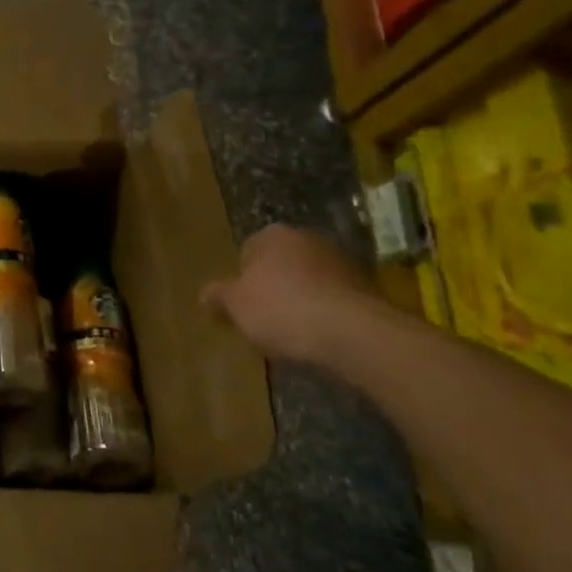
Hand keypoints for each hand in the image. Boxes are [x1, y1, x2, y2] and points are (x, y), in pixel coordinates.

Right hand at [201, 224, 375, 364]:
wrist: (352, 332)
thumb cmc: (282, 309)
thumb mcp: (235, 305)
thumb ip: (217, 296)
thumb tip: (203, 295)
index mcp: (273, 235)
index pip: (247, 252)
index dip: (241, 280)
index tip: (241, 306)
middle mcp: (309, 238)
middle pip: (280, 264)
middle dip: (273, 287)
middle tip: (264, 319)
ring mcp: (342, 261)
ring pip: (309, 281)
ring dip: (301, 300)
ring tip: (293, 333)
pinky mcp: (368, 287)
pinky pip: (334, 298)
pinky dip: (326, 312)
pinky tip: (319, 336)